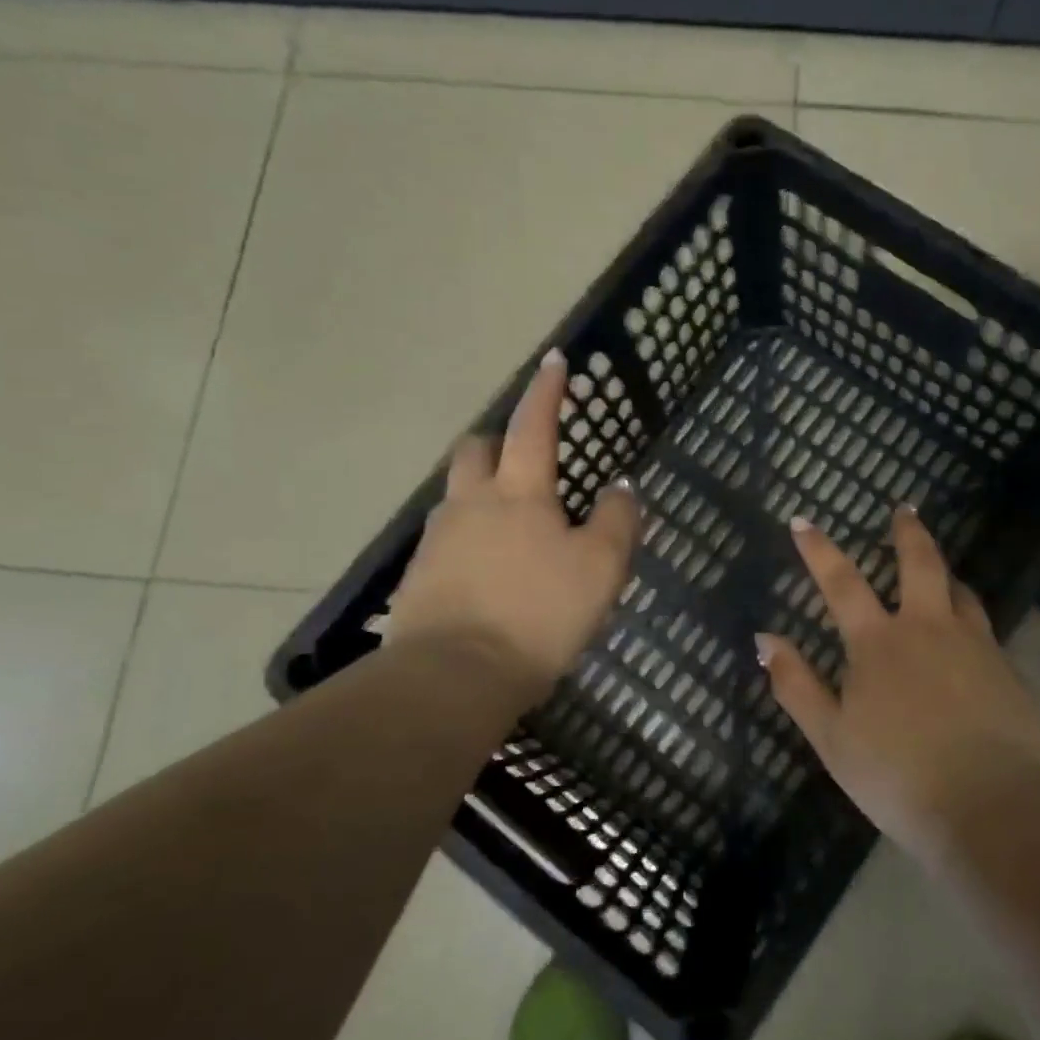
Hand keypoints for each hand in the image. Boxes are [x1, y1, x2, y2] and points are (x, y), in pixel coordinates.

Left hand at [386, 349, 639, 698]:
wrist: (452, 679)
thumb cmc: (537, 614)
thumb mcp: (600, 568)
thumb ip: (617, 520)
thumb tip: (620, 486)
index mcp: (518, 492)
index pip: (533, 425)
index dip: (547, 391)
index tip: (554, 360)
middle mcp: (471, 503)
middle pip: (476, 450)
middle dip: (499, 441)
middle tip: (525, 456)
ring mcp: (438, 540)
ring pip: (458, 495)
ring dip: (483, 492)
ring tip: (514, 524)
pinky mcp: (419, 578)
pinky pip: (447, 539)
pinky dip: (470, 538)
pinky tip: (490, 570)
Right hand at [756, 508, 1039, 859]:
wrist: (989, 806)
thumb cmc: (897, 774)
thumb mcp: (831, 737)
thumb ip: (797, 685)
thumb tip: (765, 638)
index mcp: (879, 643)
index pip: (841, 582)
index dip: (819, 549)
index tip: (802, 521)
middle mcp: (928, 629)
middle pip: (920, 564)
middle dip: (908, 532)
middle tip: (905, 509)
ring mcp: (974, 646)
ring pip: (960, 592)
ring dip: (946, 574)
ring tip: (942, 571)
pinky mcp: (1008, 671)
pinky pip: (985, 630)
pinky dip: (970, 620)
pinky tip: (971, 638)